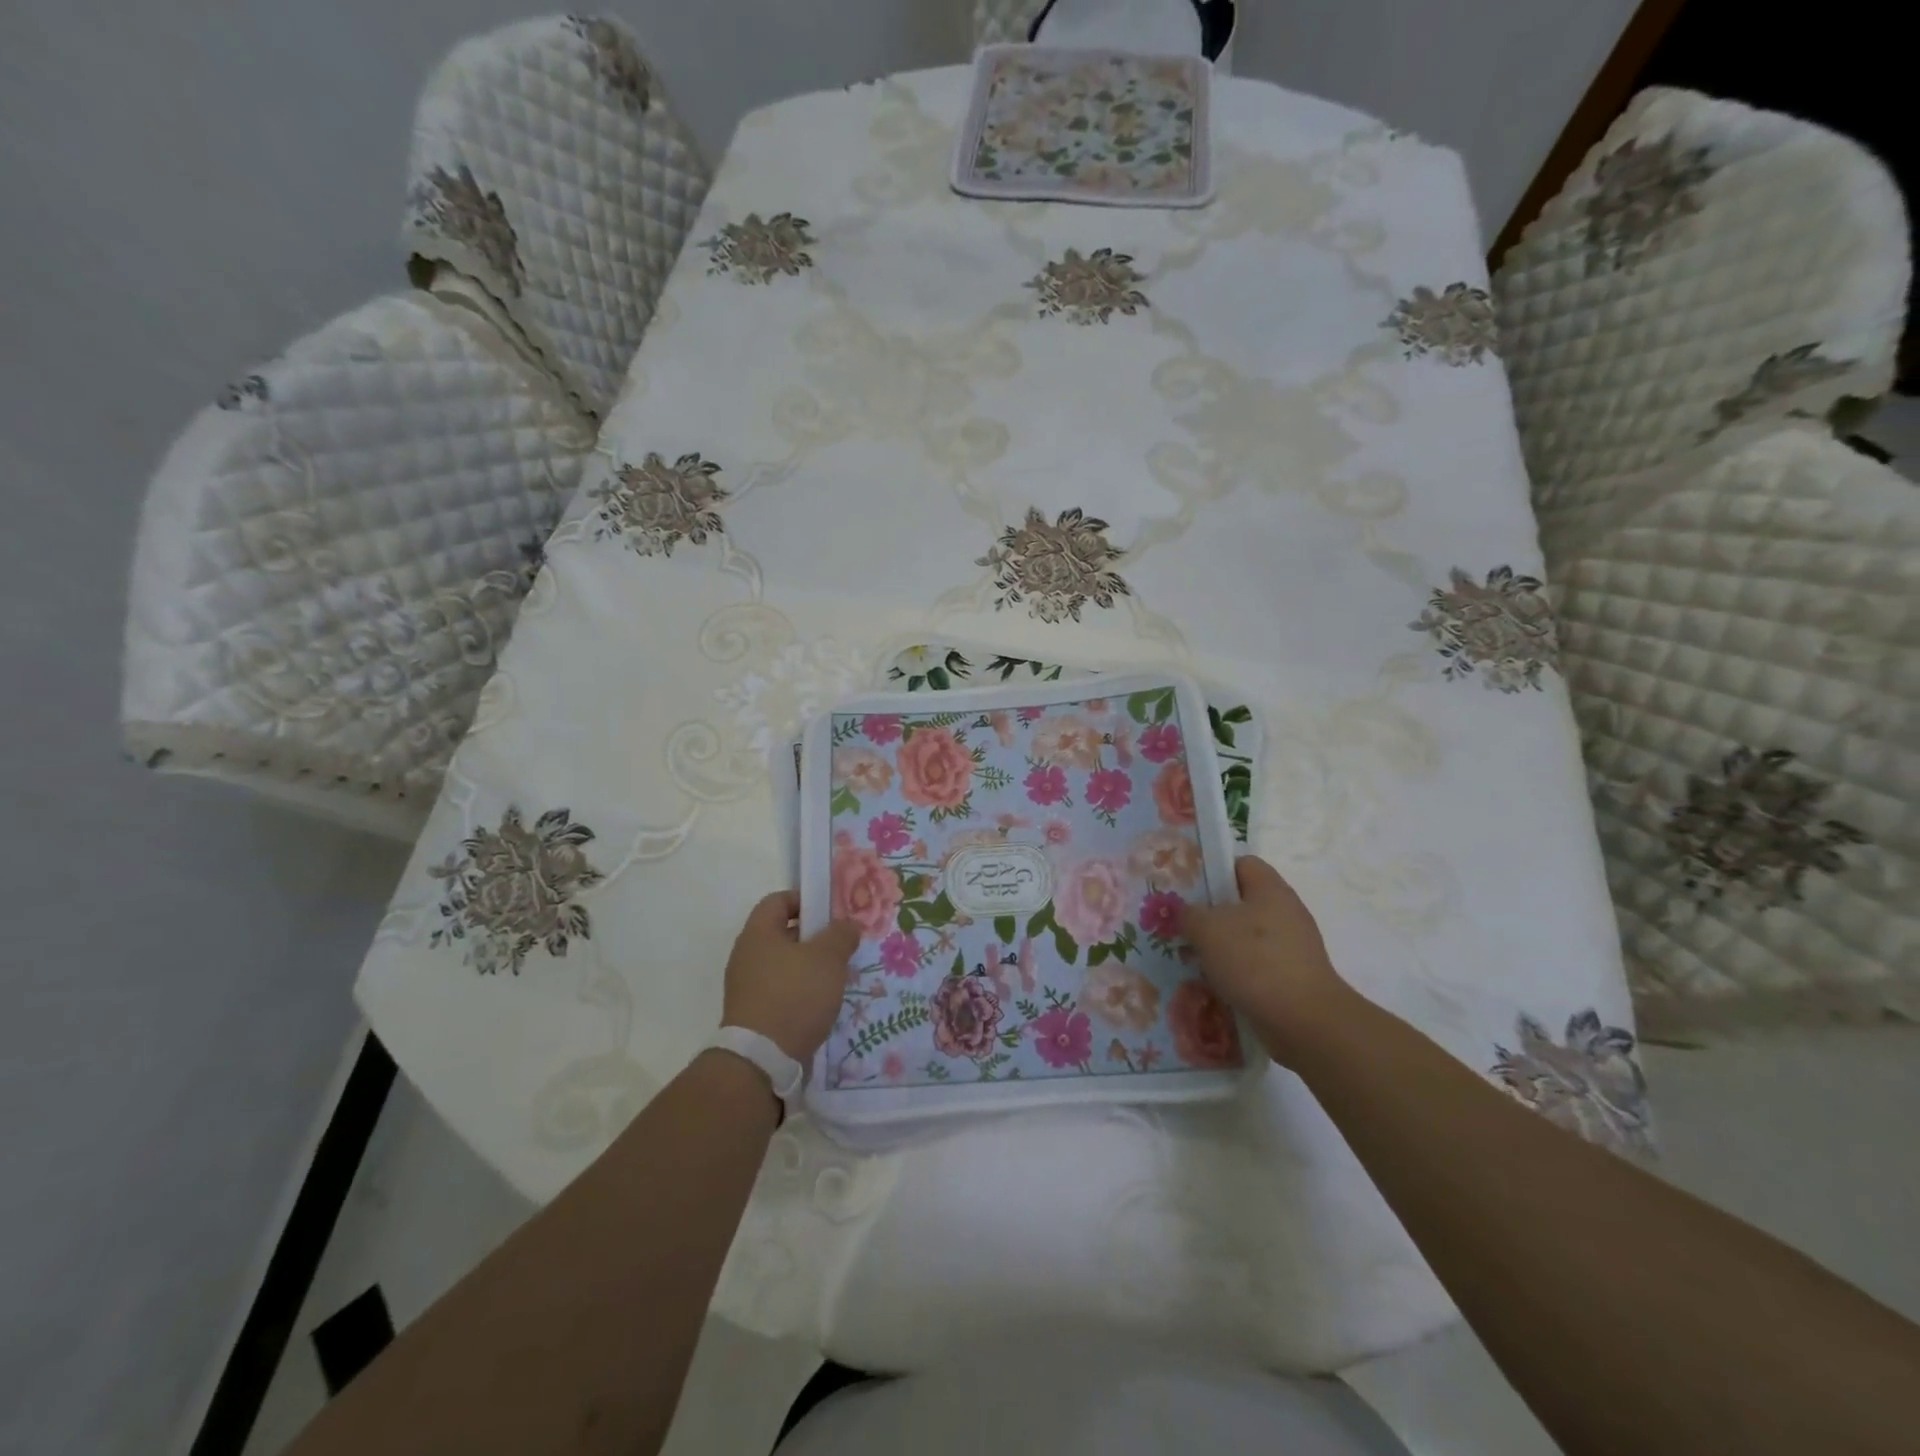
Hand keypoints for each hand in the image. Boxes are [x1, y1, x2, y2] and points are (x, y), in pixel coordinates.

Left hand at [721, 892, 859, 1062]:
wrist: (762, 1060)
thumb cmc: (794, 995)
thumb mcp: (828, 958)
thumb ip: (841, 935)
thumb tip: (847, 925)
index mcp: (758, 933)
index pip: (779, 900)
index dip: (806, 900)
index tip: (832, 912)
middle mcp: (746, 956)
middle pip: (783, 934)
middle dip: (814, 937)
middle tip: (842, 945)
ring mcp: (746, 987)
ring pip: (784, 965)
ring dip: (810, 968)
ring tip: (837, 977)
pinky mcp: (753, 1014)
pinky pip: (781, 991)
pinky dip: (801, 992)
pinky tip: (822, 1004)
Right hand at [1184, 856, 1350, 1065]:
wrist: (1304, 1021)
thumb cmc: (1255, 961)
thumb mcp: (1207, 928)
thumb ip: (1189, 913)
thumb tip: (1187, 913)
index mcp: (1270, 889)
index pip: (1241, 863)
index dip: (1214, 871)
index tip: (1188, 889)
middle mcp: (1286, 912)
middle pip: (1242, 901)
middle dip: (1212, 913)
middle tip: (1184, 925)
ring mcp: (1292, 946)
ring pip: (1247, 936)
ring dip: (1221, 946)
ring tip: (1193, 958)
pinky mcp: (1292, 977)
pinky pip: (1257, 965)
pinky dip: (1237, 972)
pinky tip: (1216, 984)